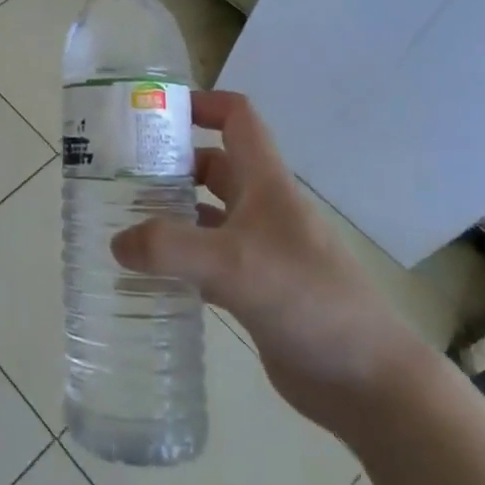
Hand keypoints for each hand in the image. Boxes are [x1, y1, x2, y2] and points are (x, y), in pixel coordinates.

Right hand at [111, 89, 424, 435]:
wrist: (367, 381)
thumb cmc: (307, 300)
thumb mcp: (234, 264)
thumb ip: (170, 248)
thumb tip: (117, 242)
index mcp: (266, 184)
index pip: (237, 119)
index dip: (201, 104)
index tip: (155, 112)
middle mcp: (263, 209)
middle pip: (213, 166)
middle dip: (171, 164)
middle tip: (120, 175)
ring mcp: (260, 250)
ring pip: (207, 216)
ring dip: (171, 214)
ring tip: (122, 223)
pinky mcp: (255, 290)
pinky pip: (208, 262)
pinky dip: (179, 262)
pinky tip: (148, 277)